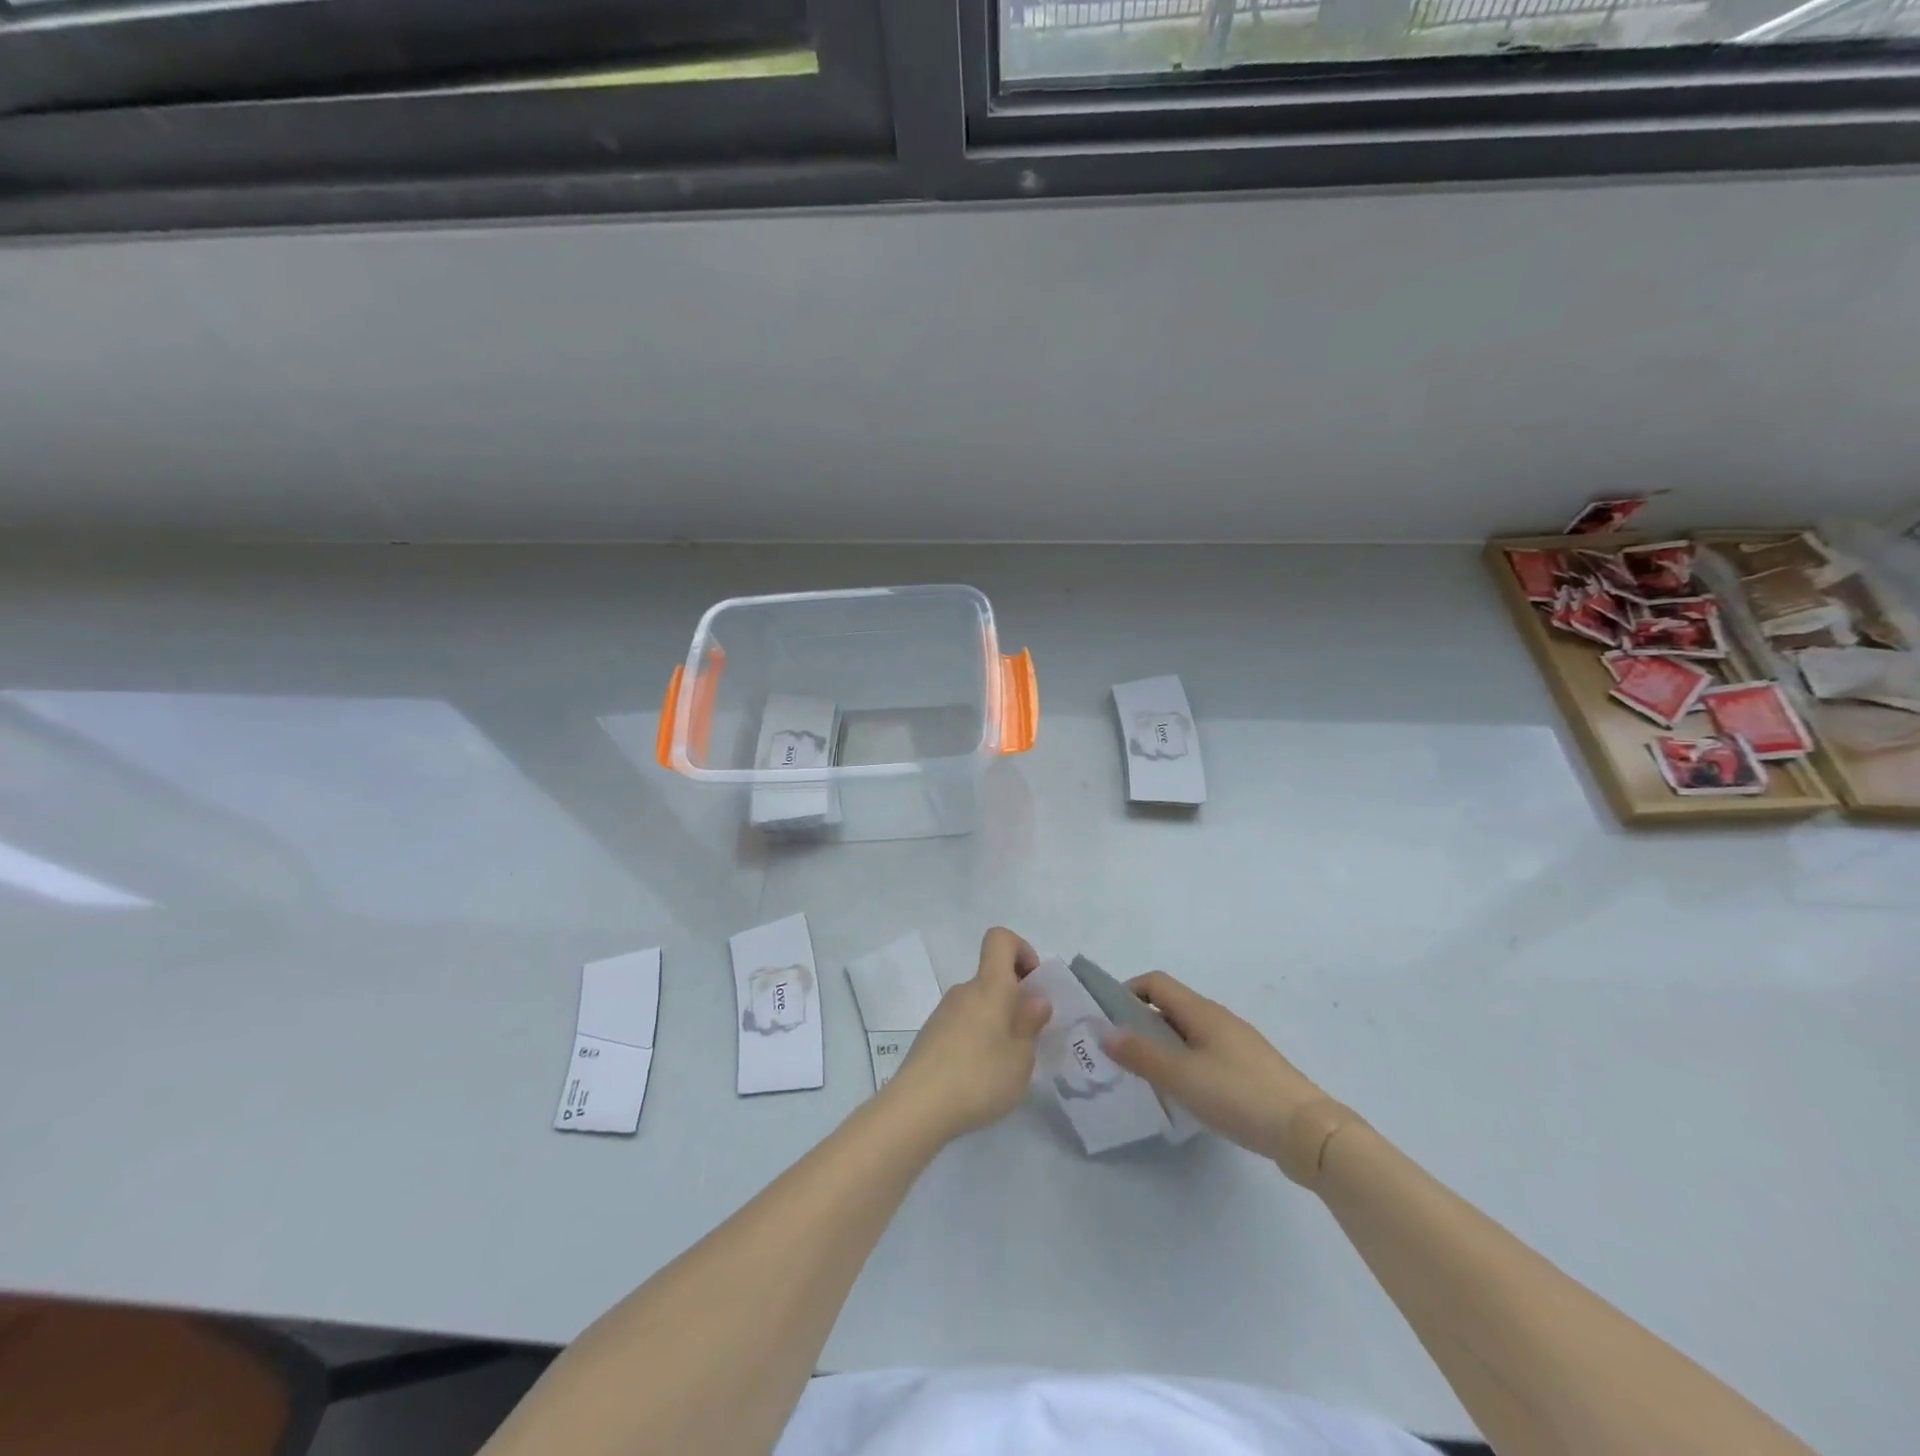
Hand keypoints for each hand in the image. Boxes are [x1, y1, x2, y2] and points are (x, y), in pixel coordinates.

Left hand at [884, 927, 1050, 1141]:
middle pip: (992, 977)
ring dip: (996, 1022)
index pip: (1000, 939)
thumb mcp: (1020, 1058)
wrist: (918, 1106)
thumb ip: (1030, 1024)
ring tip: (1005, 1064)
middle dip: (1015, 999)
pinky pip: (963, 1023)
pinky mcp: (930, 1035)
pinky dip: (977, 1038)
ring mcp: (943, 1012)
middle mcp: (964, 990)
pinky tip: (979, 1076)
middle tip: (1028, 1038)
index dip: (1022, 951)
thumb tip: (1035, 999)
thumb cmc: (979, 1077)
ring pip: (978, 1003)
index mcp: (989, 986)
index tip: (1033, 985)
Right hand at [1101, 971, 1327, 1167]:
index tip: (1107, 1019)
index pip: (1155, 982)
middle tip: (1119, 1053)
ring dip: (1162, 1046)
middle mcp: (1219, 1019)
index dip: (1127, 992)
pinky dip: (1185, 1063)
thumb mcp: (1181, 1076)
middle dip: (1140, 1023)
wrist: (1308, 1133)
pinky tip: (1184, 1094)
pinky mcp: (1250, 1070)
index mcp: (1201, 1011)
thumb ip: (1140, 1054)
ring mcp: (1238, 1044)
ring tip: (1146, 1076)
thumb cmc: (1238, 1095)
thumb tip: (1105, 1031)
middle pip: (1170, 1007)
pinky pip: (1205, 1053)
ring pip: (1188, 1033)